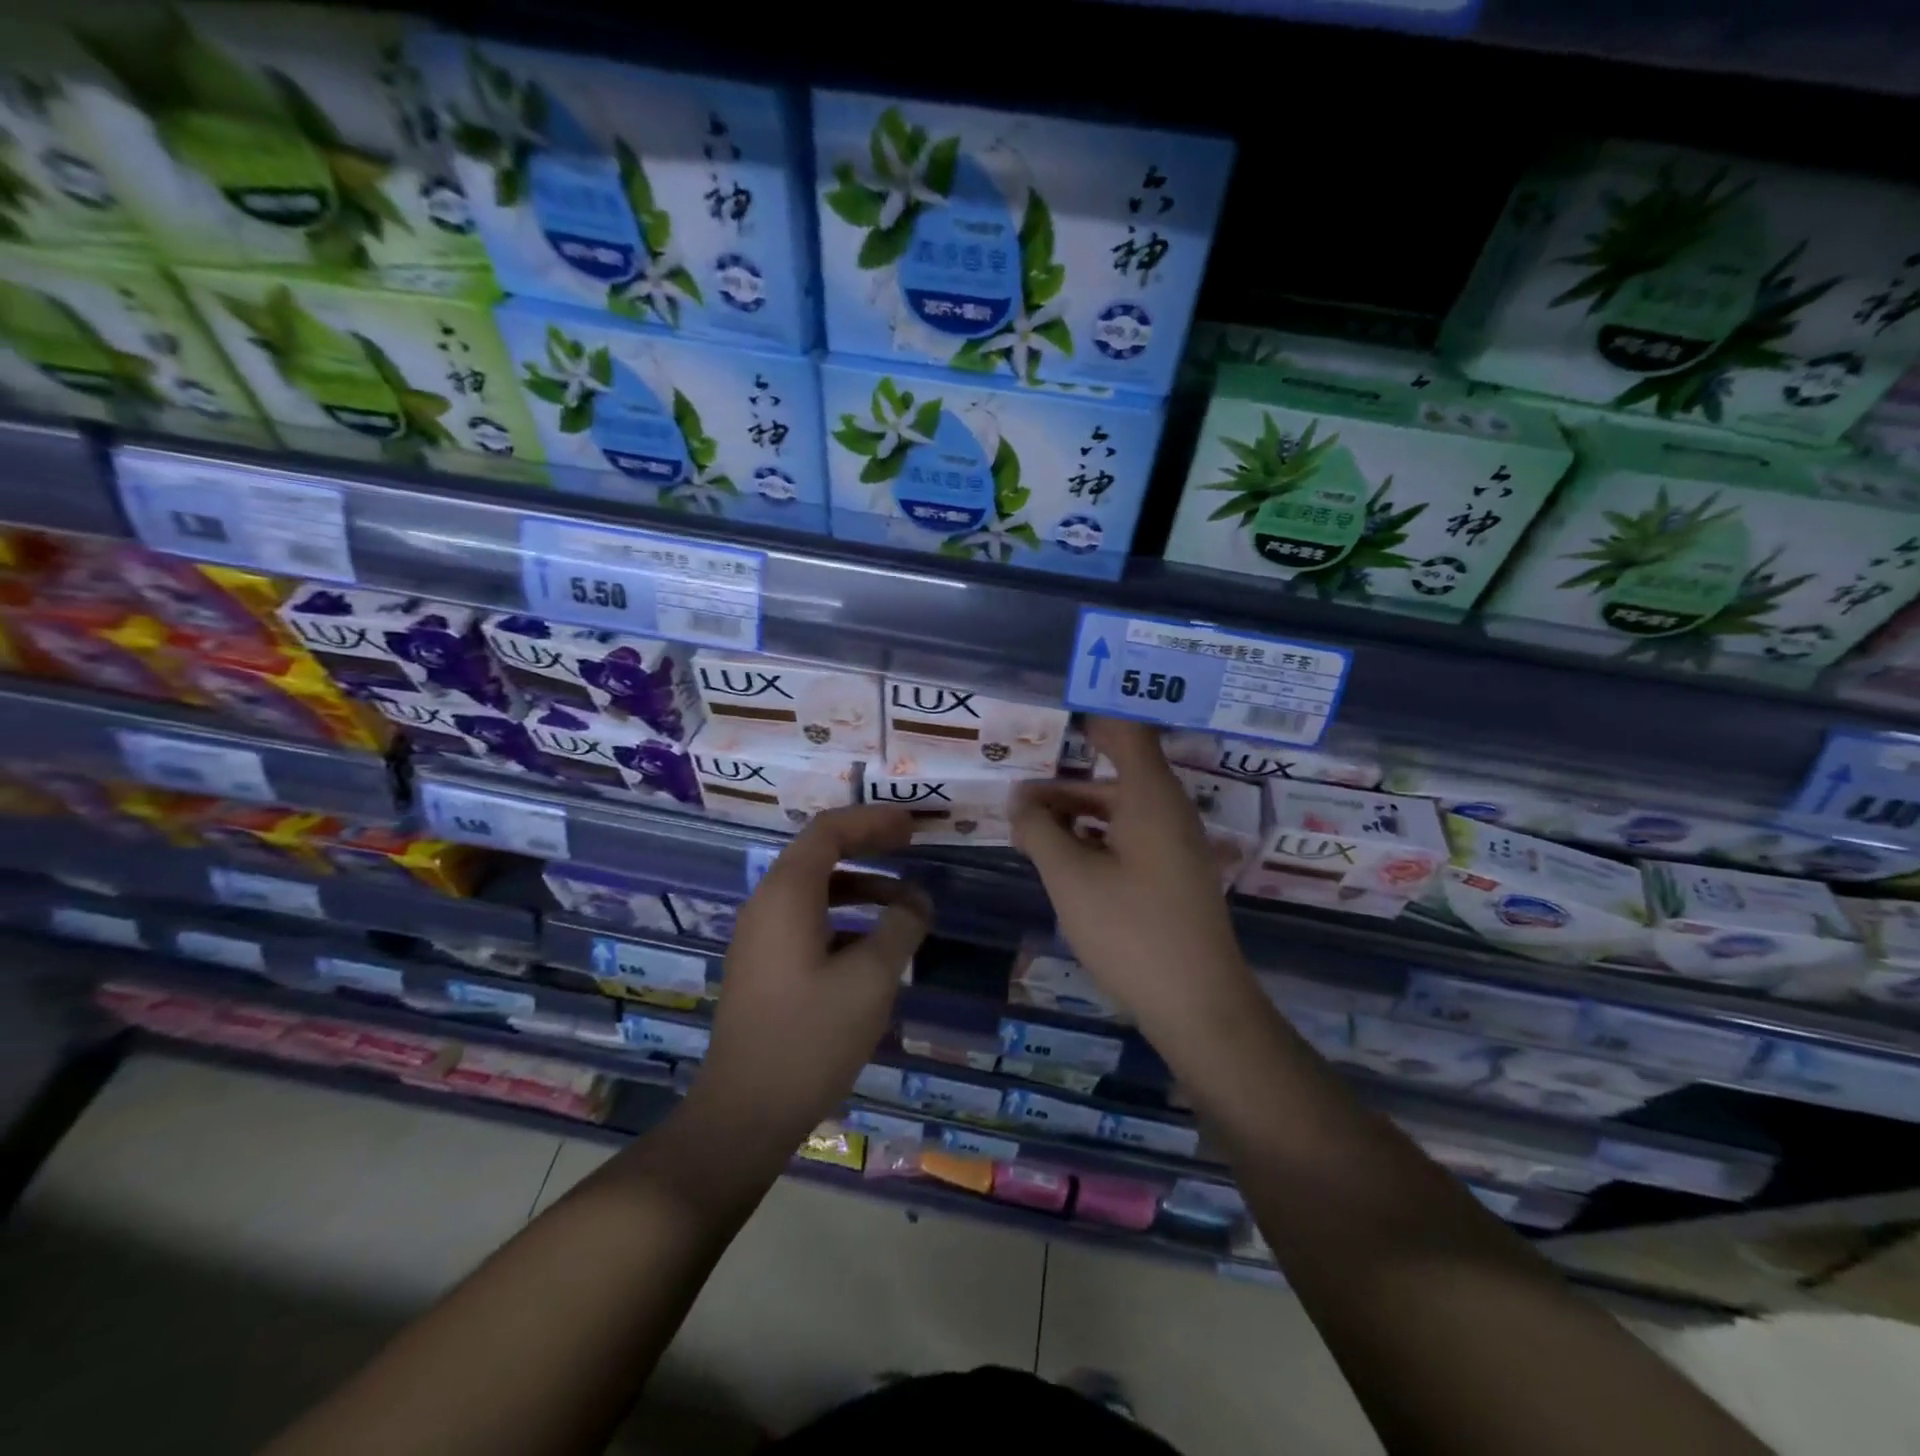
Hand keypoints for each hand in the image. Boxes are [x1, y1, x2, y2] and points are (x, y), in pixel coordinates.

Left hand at [690, 806, 931, 1157]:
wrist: (744, 1113)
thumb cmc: (810, 1037)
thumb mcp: (870, 979)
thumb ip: (901, 928)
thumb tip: (916, 902)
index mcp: (787, 894)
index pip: (829, 830)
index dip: (872, 821)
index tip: (912, 825)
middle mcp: (767, 904)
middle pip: (819, 853)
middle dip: (867, 844)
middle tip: (911, 845)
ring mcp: (760, 937)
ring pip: (814, 889)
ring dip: (860, 885)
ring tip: (906, 900)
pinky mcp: (764, 966)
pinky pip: (807, 920)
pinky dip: (844, 916)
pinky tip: (875, 943)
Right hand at [1010, 718, 1259, 1054]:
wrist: (1199, 1005)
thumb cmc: (1131, 931)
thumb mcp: (1070, 878)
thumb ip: (1039, 831)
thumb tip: (1019, 802)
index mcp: (1150, 797)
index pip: (1125, 732)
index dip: (1090, 719)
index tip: (1050, 718)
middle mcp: (1168, 812)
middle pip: (1115, 775)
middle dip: (1063, 782)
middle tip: (1015, 793)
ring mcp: (1175, 846)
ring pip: (1119, 810)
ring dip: (1074, 814)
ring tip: (1027, 829)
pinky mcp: (1173, 876)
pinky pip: (1130, 838)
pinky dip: (1094, 838)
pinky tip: (1062, 859)